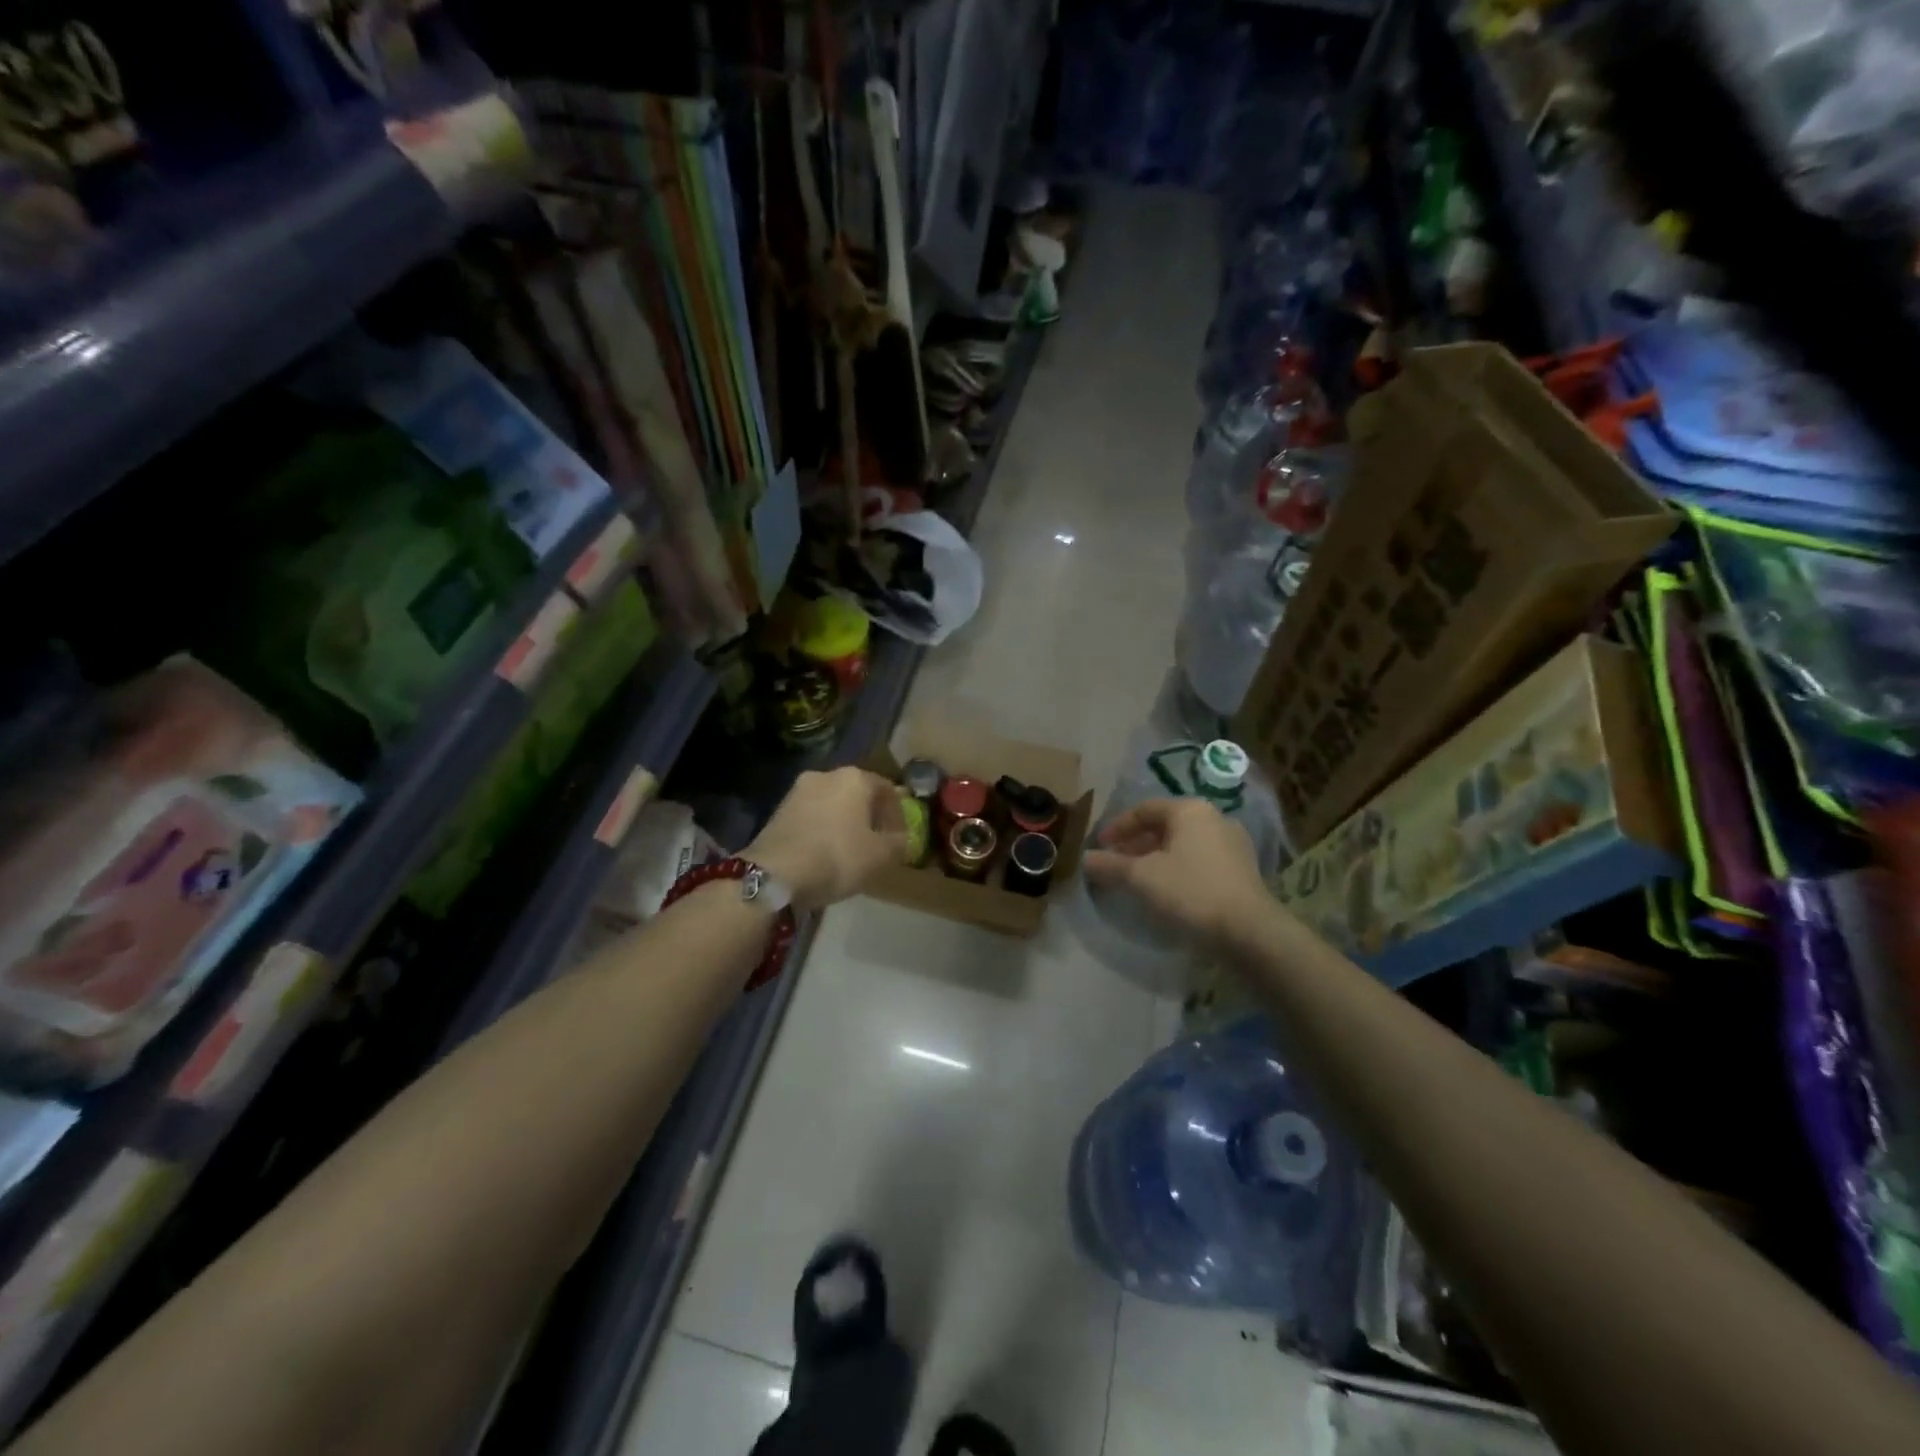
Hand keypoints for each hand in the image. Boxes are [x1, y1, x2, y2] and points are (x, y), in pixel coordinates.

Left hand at [745, 768, 910, 912]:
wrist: (774, 873)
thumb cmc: (837, 857)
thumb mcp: (880, 856)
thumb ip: (898, 844)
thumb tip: (901, 839)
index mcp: (855, 778)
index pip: (888, 790)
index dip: (899, 815)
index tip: (901, 839)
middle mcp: (826, 775)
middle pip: (858, 793)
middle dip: (870, 816)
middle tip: (877, 843)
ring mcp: (798, 791)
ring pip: (833, 804)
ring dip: (845, 822)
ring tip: (851, 850)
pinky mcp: (778, 809)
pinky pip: (812, 816)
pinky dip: (823, 829)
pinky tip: (825, 852)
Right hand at [1081, 797, 1269, 942]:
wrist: (1249, 932)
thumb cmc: (1191, 892)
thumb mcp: (1141, 878)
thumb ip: (1110, 865)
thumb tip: (1085, 859)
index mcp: (1190, 810)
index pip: (1144, 809)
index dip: (1117, 827)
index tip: (1099, 848)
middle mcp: (1214, 819)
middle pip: (1165, 826)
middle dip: (1136, 844)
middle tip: (1115, 864)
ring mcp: (1233, 845)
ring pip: (1183, 845)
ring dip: (1156, 858)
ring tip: (1137, 880)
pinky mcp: (1242, 871)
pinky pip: (1200, 861)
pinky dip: (1178, 869)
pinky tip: (1167, 892)